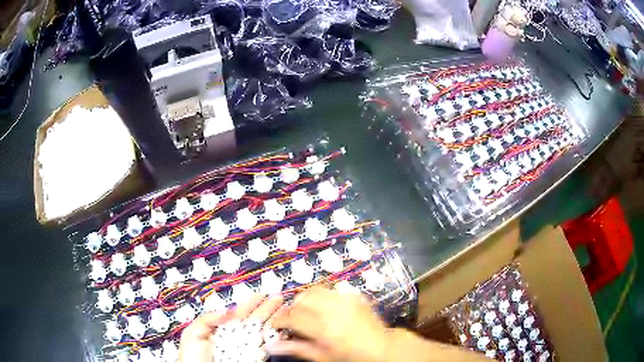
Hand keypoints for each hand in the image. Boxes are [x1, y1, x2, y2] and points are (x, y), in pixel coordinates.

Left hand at [178, 294, 282, 361]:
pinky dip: (277, 338)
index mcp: (220, 331)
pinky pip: (267, 347)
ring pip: (263, 332)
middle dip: (267, 309)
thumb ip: (207, 319)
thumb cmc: (192, 358)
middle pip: (254, 321)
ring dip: (274, 321)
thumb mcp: (193, 335)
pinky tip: (283, 330)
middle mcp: (235, 339)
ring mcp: (245, 349)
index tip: (260, 295)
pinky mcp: (253, 359)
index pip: (238, 315)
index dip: (250, 304)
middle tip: (278, 298)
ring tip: (284, 310)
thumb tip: (226, 311)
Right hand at [267, 287, 389, 361]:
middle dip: (292, 308)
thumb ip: (297, 349)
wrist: (381, 347)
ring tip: (306, 313)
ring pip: (313, 290)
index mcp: (327, 330)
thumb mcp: (323, 357)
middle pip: (301, 299)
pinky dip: (320, 297)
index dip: (280, 320)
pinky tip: (323, 309)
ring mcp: (347, 300)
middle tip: (292, 320)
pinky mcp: (353, 295)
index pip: (294, 317)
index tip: (276, 324)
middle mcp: (336, 310)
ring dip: (304, 300)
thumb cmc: (351, 356)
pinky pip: (329, 290)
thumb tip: (270, 345)